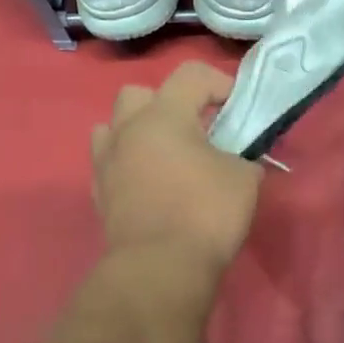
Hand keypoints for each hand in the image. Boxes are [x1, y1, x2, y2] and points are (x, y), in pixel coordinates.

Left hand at [92, 61, 262, 283]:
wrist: (160, 267)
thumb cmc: (205, 214)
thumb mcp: (244, 180)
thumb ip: (243, 159)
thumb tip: (240, 162)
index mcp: (163, 115)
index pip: (191, 75)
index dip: (219, 83)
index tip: (237, 108)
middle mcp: (127, 130)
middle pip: (139, 95)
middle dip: (167, 104)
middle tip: (193, 131)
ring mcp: (106, 162)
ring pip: (114, 127)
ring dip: (138, 133)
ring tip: (164, 156)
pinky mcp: (99, 194)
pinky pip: (110, 164)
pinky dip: (129, 166)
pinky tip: (150, 186)